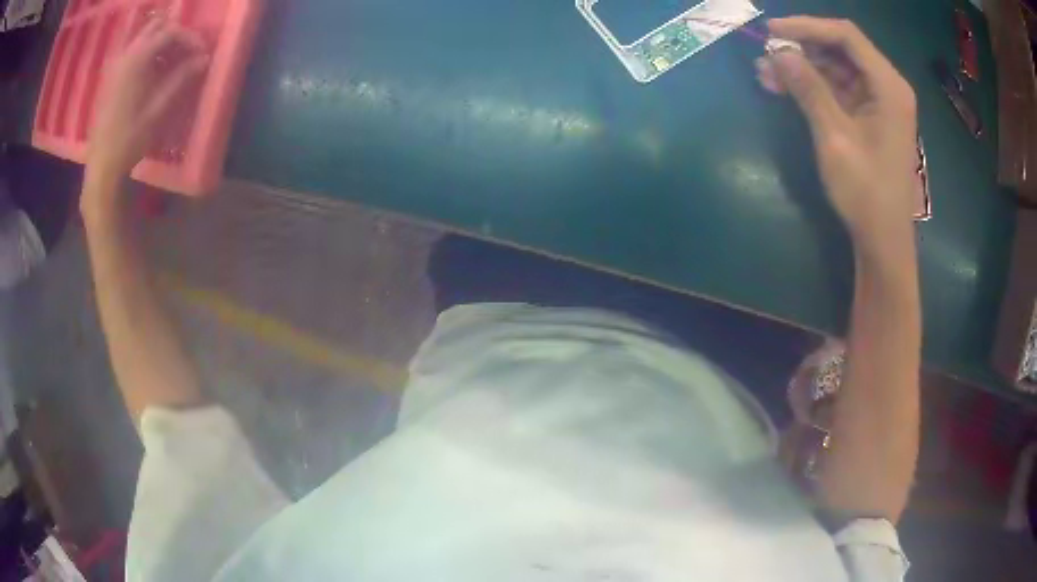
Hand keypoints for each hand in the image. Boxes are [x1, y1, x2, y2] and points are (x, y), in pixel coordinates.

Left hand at [85, 19, 208, 194]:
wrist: (102, 167)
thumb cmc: (130, 140)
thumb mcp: (159, 110)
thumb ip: (181, 78)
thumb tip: (204, 58)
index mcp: (137, 60)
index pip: (170, 32)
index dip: (189, 39)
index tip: (201, 54)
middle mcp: (125, 56)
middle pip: (156, 27)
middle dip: (175, 35)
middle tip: (187, 53)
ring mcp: (116, 67)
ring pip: (143, 38)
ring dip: (160, 44)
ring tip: (173, 63)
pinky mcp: (111, 79)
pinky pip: (133, 53)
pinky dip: (148, 54)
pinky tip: (154, 73)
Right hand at [756, 17, 917, 254]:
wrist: (883, 240)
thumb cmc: (866, 191)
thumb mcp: (834, 136)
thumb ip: (808, 88)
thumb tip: (777, 52)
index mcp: (888, 86)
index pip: (845, 36)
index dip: (807, 27)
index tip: (772, 31)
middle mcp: (886, 86)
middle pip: (840, 48)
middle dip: (802, 48)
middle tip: (765, 55)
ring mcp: (878, 101)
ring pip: (836, 68)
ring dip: (802, 68)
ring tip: (766, 75)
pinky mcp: (869, 116)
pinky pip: (838, 89)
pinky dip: (812, 86)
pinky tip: (784, 88)